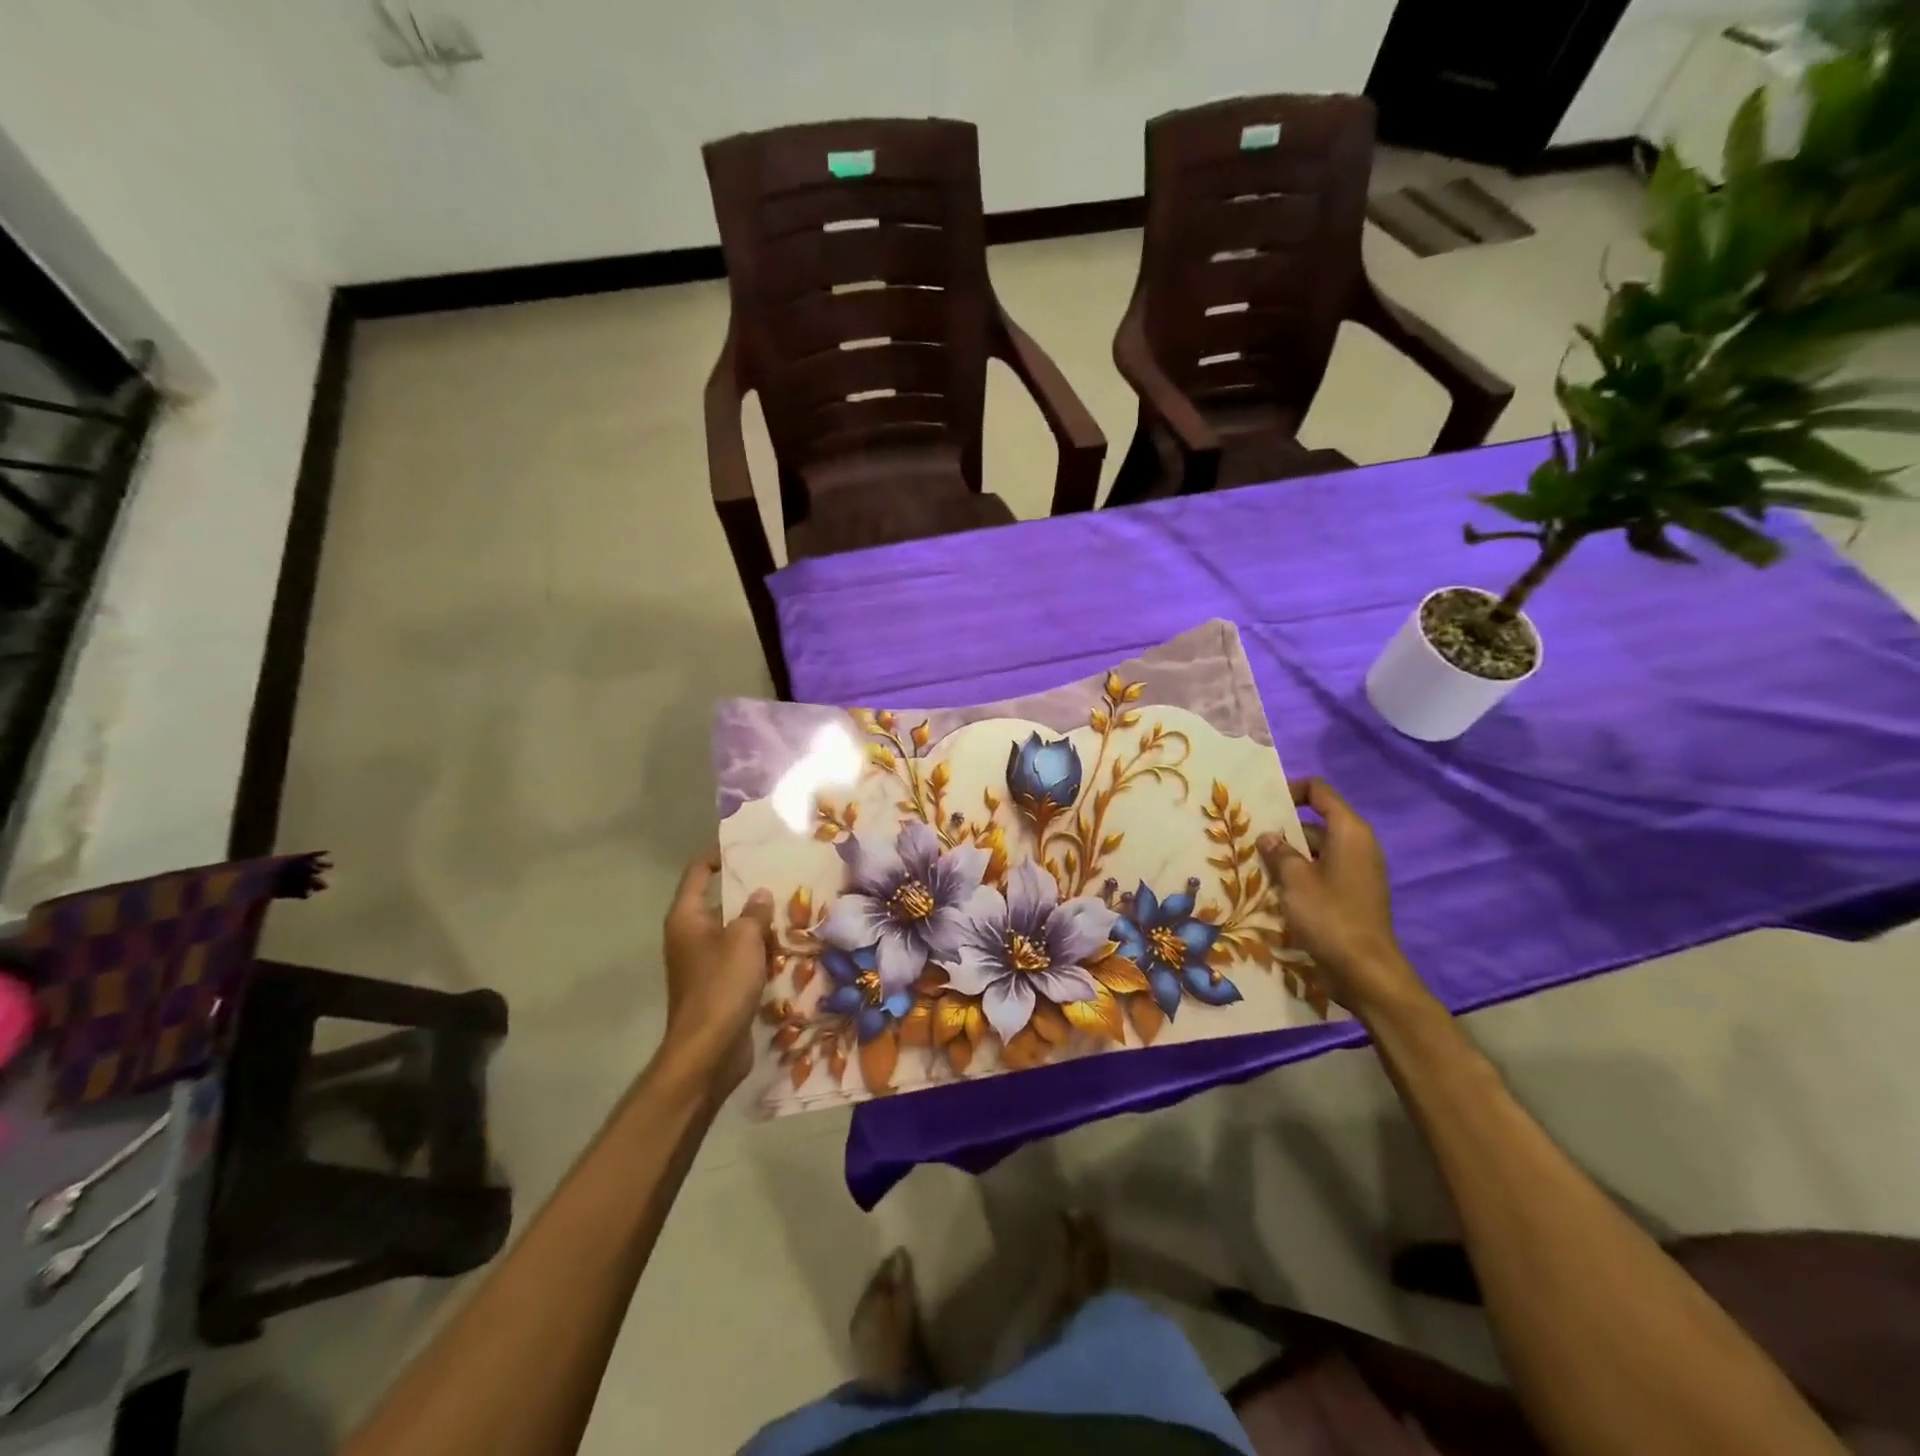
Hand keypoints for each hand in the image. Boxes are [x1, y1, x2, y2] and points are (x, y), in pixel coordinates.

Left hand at [660, 849, 773, 1091]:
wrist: (709, 1051)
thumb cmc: (721, 986)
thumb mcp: (743, 940)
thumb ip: (754, 911)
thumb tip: (760, 894)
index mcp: (687, 918)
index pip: (699, 872)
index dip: (720, 855)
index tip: (749, 846)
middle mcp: (691, 935)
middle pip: (720, 901)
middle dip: (750, 890)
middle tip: (783, 875)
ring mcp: (704, 962)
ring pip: (734, 931)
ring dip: (759, 923)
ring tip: (794, 906)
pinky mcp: (719, 985)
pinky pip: (742, 957)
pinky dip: (760, 950)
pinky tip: (788, 945)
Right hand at [1258, 779, 1427, 1017]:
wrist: (1364, 971)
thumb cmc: (1330, 916)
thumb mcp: (1295, 880)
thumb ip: (1279, 852)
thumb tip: (1268, 836)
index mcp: (1349, 831)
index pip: (1319, 791)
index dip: (1290, 791)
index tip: (1261, 806)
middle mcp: (1357, 845)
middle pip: (1315, 822)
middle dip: (1282, 828)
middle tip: (1247, 837)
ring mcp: (1356, 871)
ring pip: (1315, 850)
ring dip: (1286, 855)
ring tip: (1252, 863)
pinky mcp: (1351, 894)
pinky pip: (1321, 872)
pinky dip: (1299, 874)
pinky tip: (1271, 888)